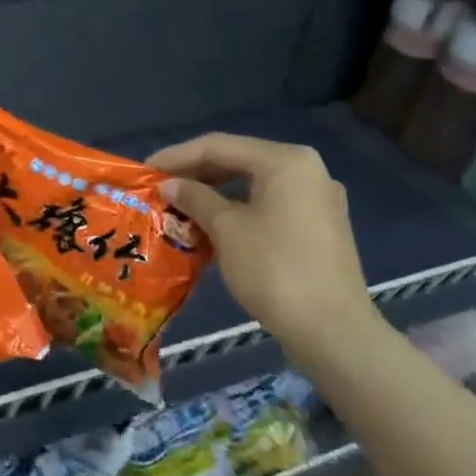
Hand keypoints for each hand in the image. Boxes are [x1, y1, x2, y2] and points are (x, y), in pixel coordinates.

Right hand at [147, 132, 376, 351]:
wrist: (331, 329)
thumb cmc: (273, 269)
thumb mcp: (225, 229)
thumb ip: (194, 198)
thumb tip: (170, 185)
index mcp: (285, 161)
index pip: (218, 146)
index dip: (176, 156)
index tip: (144, 171)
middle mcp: (307, 170)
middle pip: (238, 160)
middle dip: (195, 173)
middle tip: (159, 188)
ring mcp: (317, 199)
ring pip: (253, 184)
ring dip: (213, 193)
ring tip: (178, 207)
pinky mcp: (319, 226)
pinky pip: (269, 205)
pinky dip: (237, 209)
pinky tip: (211, 225)